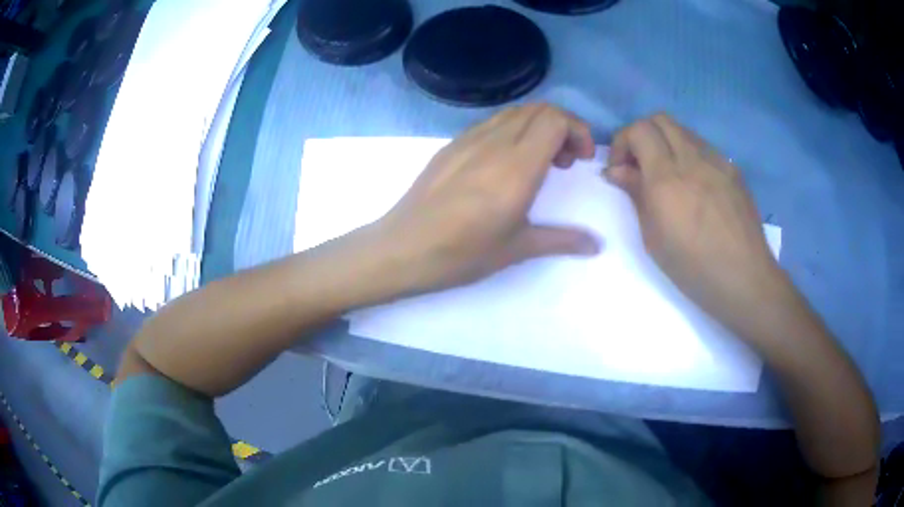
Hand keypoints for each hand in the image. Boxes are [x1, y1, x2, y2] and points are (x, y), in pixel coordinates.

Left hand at [371, 104, 601, 294]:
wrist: (402, 249)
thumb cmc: (461, 253)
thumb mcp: (517, 249)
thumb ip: (563, 240)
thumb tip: (597, 245)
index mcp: (516, 166)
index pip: (555, 119)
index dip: (577, 130)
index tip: (582, 159)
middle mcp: (494, 142)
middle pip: (538, 109)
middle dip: (562, 127)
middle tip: (565, 162)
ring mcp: (468, 140)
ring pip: (514, 113)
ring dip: (536, 127)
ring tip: (538, 162)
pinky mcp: (451, 145)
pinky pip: (490, 123)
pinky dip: (512, 131)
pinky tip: (505, 164)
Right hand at [605, 114, 789, 332]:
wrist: (744, 279)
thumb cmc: (693, 268)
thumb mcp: (654, 238)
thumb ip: (635, 194)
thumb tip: (616, 171)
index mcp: (667, 178)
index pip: (639, 130)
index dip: (623, 141)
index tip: (620, 169)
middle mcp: (692, 158)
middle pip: (660, 119)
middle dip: (643, 135)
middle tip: (640, 166)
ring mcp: (717, 161)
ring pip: (684, 131)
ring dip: (667, 144)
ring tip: (668, 177)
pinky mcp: (733, 170)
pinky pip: (704, 148)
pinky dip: (690, 156)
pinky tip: (695, 186)